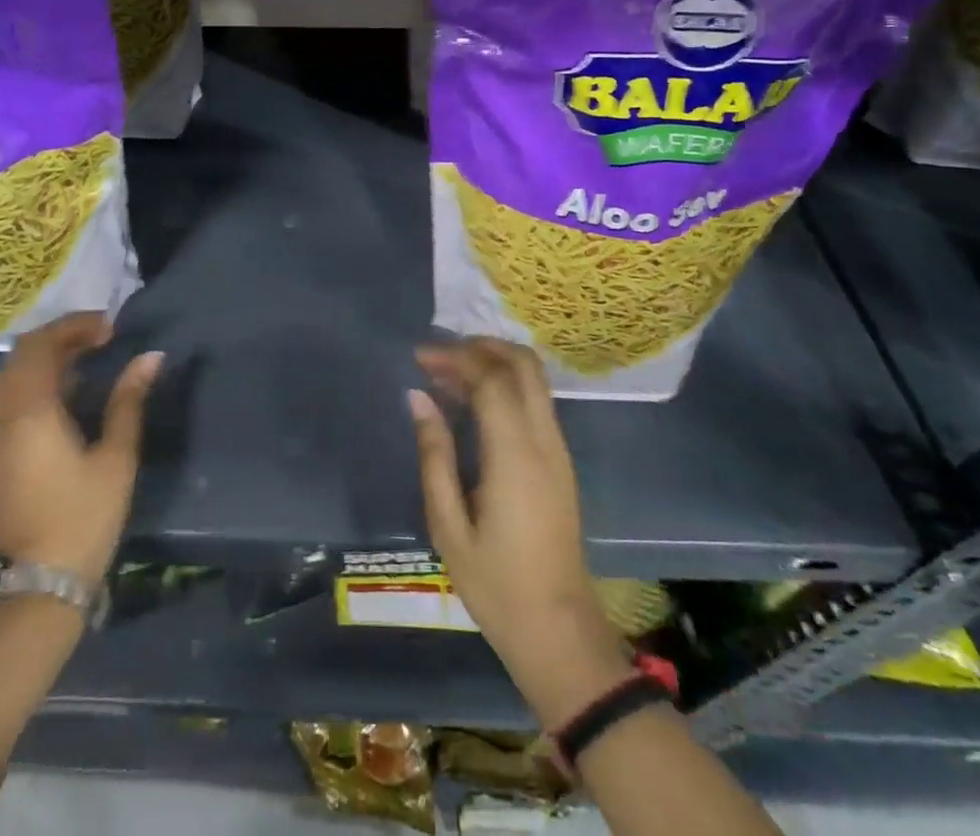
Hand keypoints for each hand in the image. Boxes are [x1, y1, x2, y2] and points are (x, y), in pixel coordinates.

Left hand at [0, 313, 162, 586]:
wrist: (40, 581)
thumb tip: (150, 357)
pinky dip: (34, 378)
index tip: (109, 329)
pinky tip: (66, 391)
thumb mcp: (116, 456)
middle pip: (21, 353)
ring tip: (85, 359)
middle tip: (100, 339)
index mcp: (32, 410)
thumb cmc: (84, 516)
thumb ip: (129, 400)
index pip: (41, 345)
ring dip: (45, 357)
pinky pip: (9, 394)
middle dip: (60, 337)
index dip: (73, 327)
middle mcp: (6, 414)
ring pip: (11, 373)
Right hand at [408, 339, 630, 727]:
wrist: (558, 631)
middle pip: (524, 364)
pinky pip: (535, 402)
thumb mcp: (448, 525)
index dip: (455, 358)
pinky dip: (505, 386)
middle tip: (439, 357)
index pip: (491, 379)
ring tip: (448, 377)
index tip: (419, 358)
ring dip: (494, 364)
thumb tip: (419, 397)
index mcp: (515, 455)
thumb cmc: (496, 584)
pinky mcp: (560, 462)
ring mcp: (558, 450)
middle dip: (481, 347)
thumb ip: (434, 454)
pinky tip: (472, 405)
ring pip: (534, 380)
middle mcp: (544, 441)